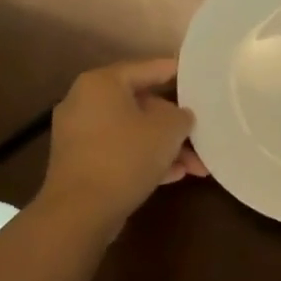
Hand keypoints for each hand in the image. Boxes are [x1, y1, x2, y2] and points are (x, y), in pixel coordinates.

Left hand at [40, 58, 206, 233]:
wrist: (80, 212)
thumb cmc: (125, 157)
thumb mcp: (168, 130)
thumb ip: (181, 116)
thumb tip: (180, 116)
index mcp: (102, 83)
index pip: (147, 68)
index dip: (176, 71)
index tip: (198, 76)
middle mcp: (84, 101)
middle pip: (140, 104)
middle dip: (174, 125)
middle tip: (201, 135)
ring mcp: (78, 134)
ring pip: (132, 132)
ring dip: (164, 147)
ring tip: (197, 166)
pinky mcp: (79, 163)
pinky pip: (119, 151)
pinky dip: (144, 159)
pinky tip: (174, 176)